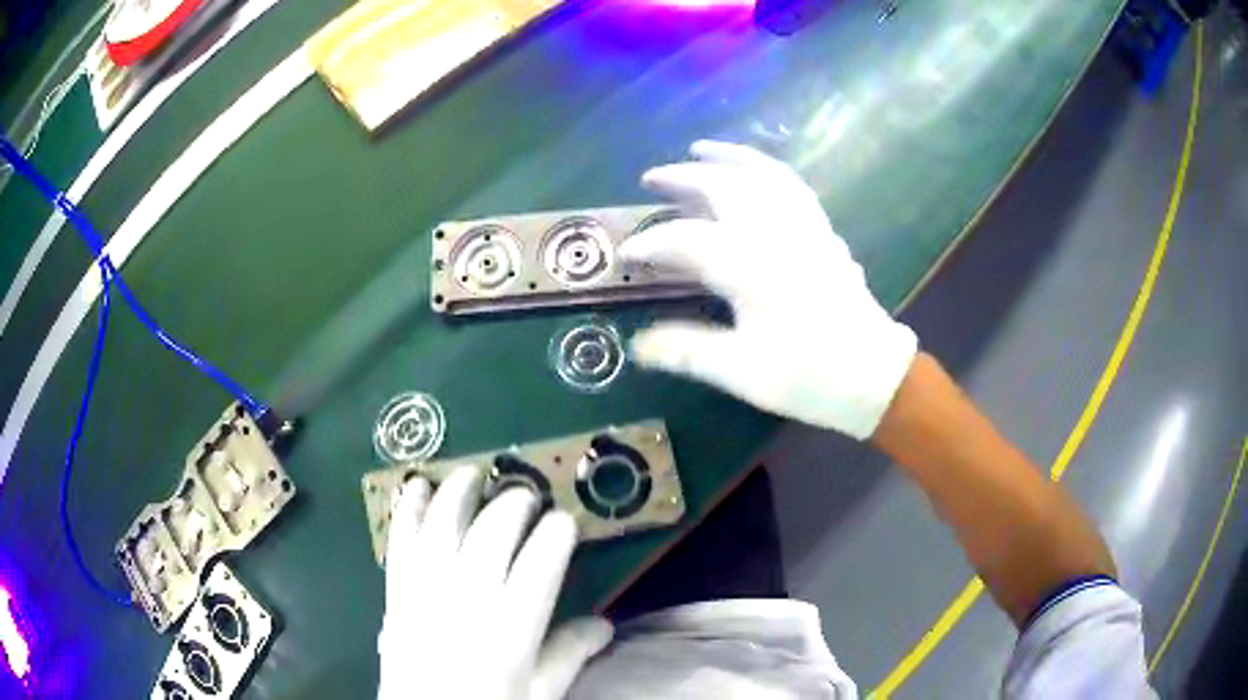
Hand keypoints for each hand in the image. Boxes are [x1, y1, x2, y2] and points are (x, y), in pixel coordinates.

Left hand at [378, 467, 612, 699]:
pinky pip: (400, 541)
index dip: (558, 533)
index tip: (566, 522)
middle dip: (514, 504)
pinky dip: (408, 509)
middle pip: (492, 532)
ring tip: (475, 473)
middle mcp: (467, 599)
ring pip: (443, 525)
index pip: (541, 562)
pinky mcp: (396, 592)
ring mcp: (425, 591)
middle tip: (527, 496)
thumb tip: (605, 623)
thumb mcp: (539, 694)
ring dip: (460, 492)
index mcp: (511, 628)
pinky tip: (416, 484)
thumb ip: (569, 655)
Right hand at [620, 141, 917, 439]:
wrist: (872, 374)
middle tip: (652, 179)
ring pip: (762, 174)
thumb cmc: (807, 376)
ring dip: (727, 157)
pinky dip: (767, 168)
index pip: (687, 240)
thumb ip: (686, 350)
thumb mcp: (741, 372)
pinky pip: (793, 185)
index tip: (627, 253)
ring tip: (699, 148)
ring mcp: (805, 226)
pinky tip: (754, 169)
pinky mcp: (824, 230)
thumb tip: (638, 345)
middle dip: (682, 178)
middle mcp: (777, 234)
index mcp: (752, 268)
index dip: (652, 244)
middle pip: (723, 188)